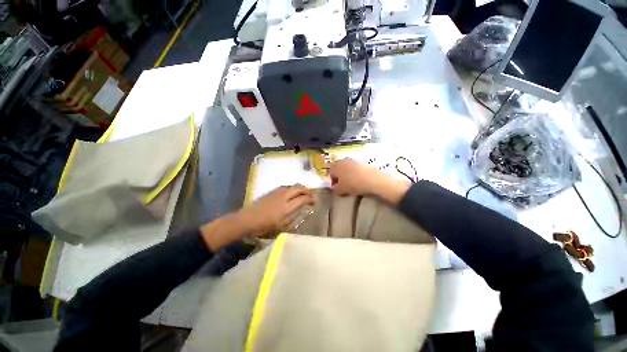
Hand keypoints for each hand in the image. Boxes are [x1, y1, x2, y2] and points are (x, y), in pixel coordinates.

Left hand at [237, 184, 314, 235]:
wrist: (247, 220)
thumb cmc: (264, 227)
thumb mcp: (281, 227)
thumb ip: (293, 219)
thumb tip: (301, 212)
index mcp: (287, 207)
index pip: (303, 198)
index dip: (311, 199)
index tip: (314, 202)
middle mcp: (284, 196)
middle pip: (299, 188)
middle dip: (308, 191)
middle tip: (311, 196)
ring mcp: (278, 192)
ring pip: (293, 186)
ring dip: (300, 188)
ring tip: (303, 194)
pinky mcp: (272, 191)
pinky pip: (287, 187)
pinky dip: (293, 188)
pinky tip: (292, 194)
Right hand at [329, 159, 411, 203]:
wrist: (373, 179)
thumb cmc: (353, 184)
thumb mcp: (341, 190)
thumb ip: (335, 189)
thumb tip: (334, 188)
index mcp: (336, 166)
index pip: (330, 173)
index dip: (332, 181)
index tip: (336, 188)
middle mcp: (343, 161)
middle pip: (338, 169)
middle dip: (339, 177)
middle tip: (343, 185)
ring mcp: (353, 160)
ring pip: (346, 168)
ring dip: (347, 175)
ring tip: (351, 183)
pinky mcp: (361, 162)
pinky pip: (354, 168)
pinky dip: (354, 173)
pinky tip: (358, 180)